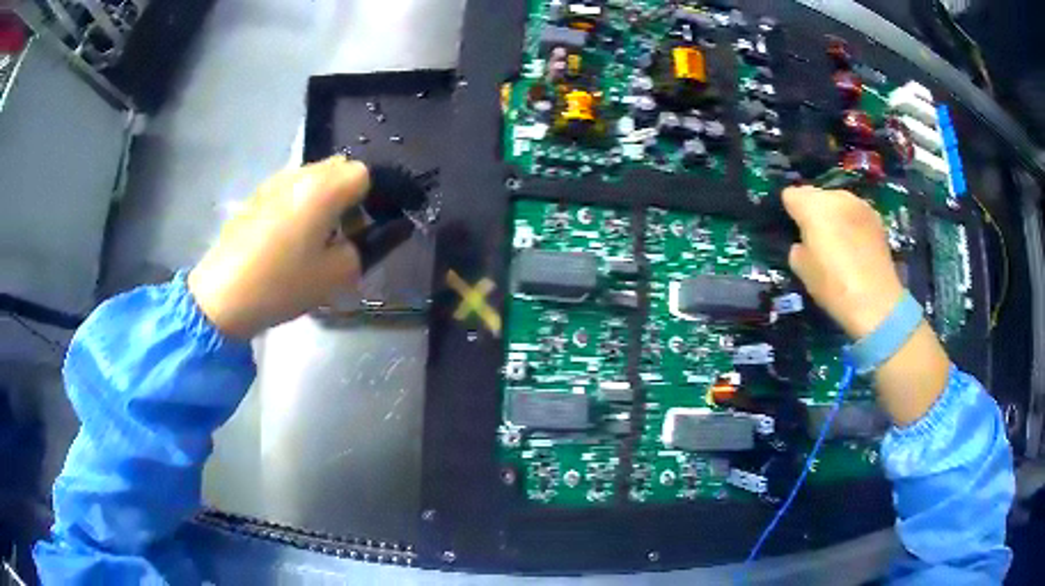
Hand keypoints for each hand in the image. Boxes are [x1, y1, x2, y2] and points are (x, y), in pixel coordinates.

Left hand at [188, 157, 370, 339]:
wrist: (222, 295)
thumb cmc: (281, 284)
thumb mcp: (334, 276)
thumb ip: (361, 250)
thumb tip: (360, 238)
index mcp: (323, 188)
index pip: (363, 173)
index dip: (369, 201)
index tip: (358, 231)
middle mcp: (299, 174)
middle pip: (338, 168)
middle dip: (346, 196)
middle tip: (337, 234)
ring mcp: (273, 182)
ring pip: (312, 178)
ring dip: (321, 200)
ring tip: (309, 239)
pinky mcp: (255, 195)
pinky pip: (289, 189)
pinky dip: (298, 205)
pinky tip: (284, 239)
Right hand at [782, 186, 903, 339]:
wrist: (876, 302)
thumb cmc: (834, 287)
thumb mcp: (802, 271)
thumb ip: (797, 247)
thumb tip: (803, 242)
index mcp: (813, 206)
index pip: (790, 195)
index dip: (789, 212)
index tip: (792, 230)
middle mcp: (836, 196)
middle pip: (816, 195)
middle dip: (813, 211)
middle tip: (815, 238)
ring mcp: (859, 204)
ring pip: (837, 201)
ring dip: (834, 215)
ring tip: (838, 241)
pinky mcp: (876, 217)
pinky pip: (855, 212)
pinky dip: (852, 223)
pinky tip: (856, 245)